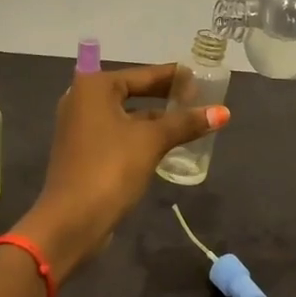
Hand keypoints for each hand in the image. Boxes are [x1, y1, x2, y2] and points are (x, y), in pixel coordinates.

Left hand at [16, 63, 229, 281]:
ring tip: (188, 121)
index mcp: (94, 87)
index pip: (143, 74)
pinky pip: (118, 134)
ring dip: (154, 118)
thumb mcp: (152, 141)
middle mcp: (82, 100)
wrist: (71, 222)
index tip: (199, 77)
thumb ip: (185, 123)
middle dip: (164, 97)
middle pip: (132, 92)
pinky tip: (165, 144)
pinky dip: (140, 135)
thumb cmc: (110, 169)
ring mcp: (79, 127)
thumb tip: (224, 112)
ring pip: (126, 115)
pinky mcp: (83, 151)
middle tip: (197, 98)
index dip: (173, 77)